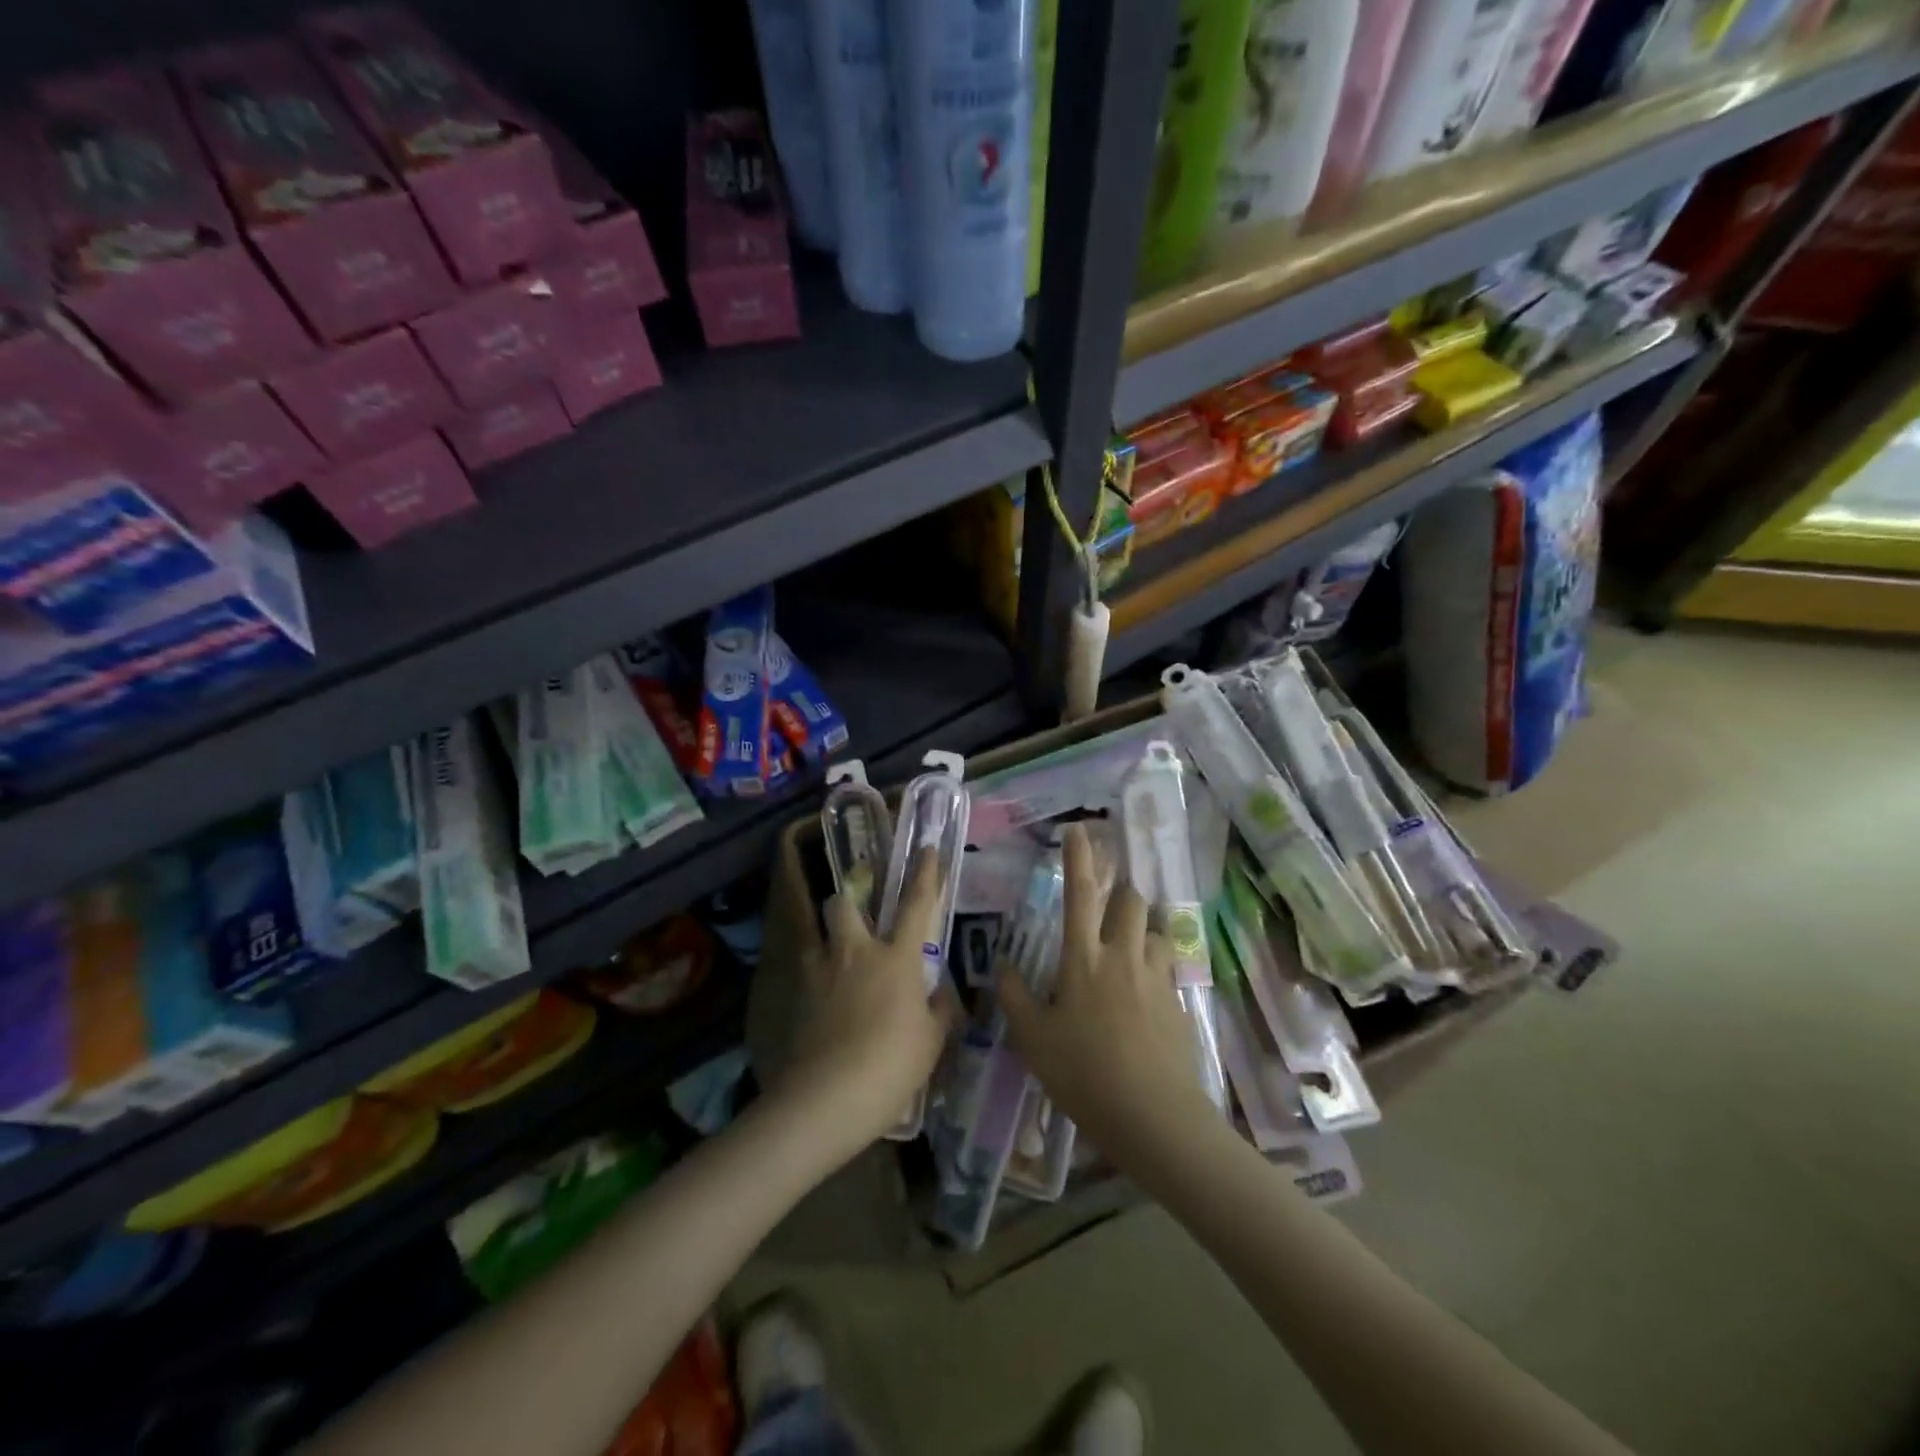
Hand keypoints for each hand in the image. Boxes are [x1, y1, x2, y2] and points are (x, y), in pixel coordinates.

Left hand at [780, 848, 957, 1155]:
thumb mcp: (931, 1042)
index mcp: (897, 959)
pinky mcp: (797, 994)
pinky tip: (824, 1000)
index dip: (925, 874)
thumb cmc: (891, 1066)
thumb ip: (938, 1010)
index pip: (916, 905)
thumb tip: (940, 994)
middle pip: (844, 903)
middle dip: (849, 901)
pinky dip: (816, 975)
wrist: (828, 1097)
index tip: (926, 850)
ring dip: (829, 937)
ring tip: (838, 961)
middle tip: (859, 921)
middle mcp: (856, 953)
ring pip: (819, 932)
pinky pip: (807, 969)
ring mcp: (821, 970)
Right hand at [997, 826, 1221, 1175]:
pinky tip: (1142, 997)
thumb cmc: (1084, 1074)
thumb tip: (1002, 966)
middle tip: (1105, 908)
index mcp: (1083, 959)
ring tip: (1125, 955)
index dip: (1078, 858)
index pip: (1079, 894)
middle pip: (1131, 900)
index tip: (1079, 829)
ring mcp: (1155, 977)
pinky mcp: (1178, 1001)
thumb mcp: (1034, 1040)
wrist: (1154, 1117)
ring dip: (1139, 931)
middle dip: (1120, 892)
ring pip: (1153, 931)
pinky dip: (1153, 967)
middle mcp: (1123, 956)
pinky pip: (1166, 967)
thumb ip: (1015, 997)